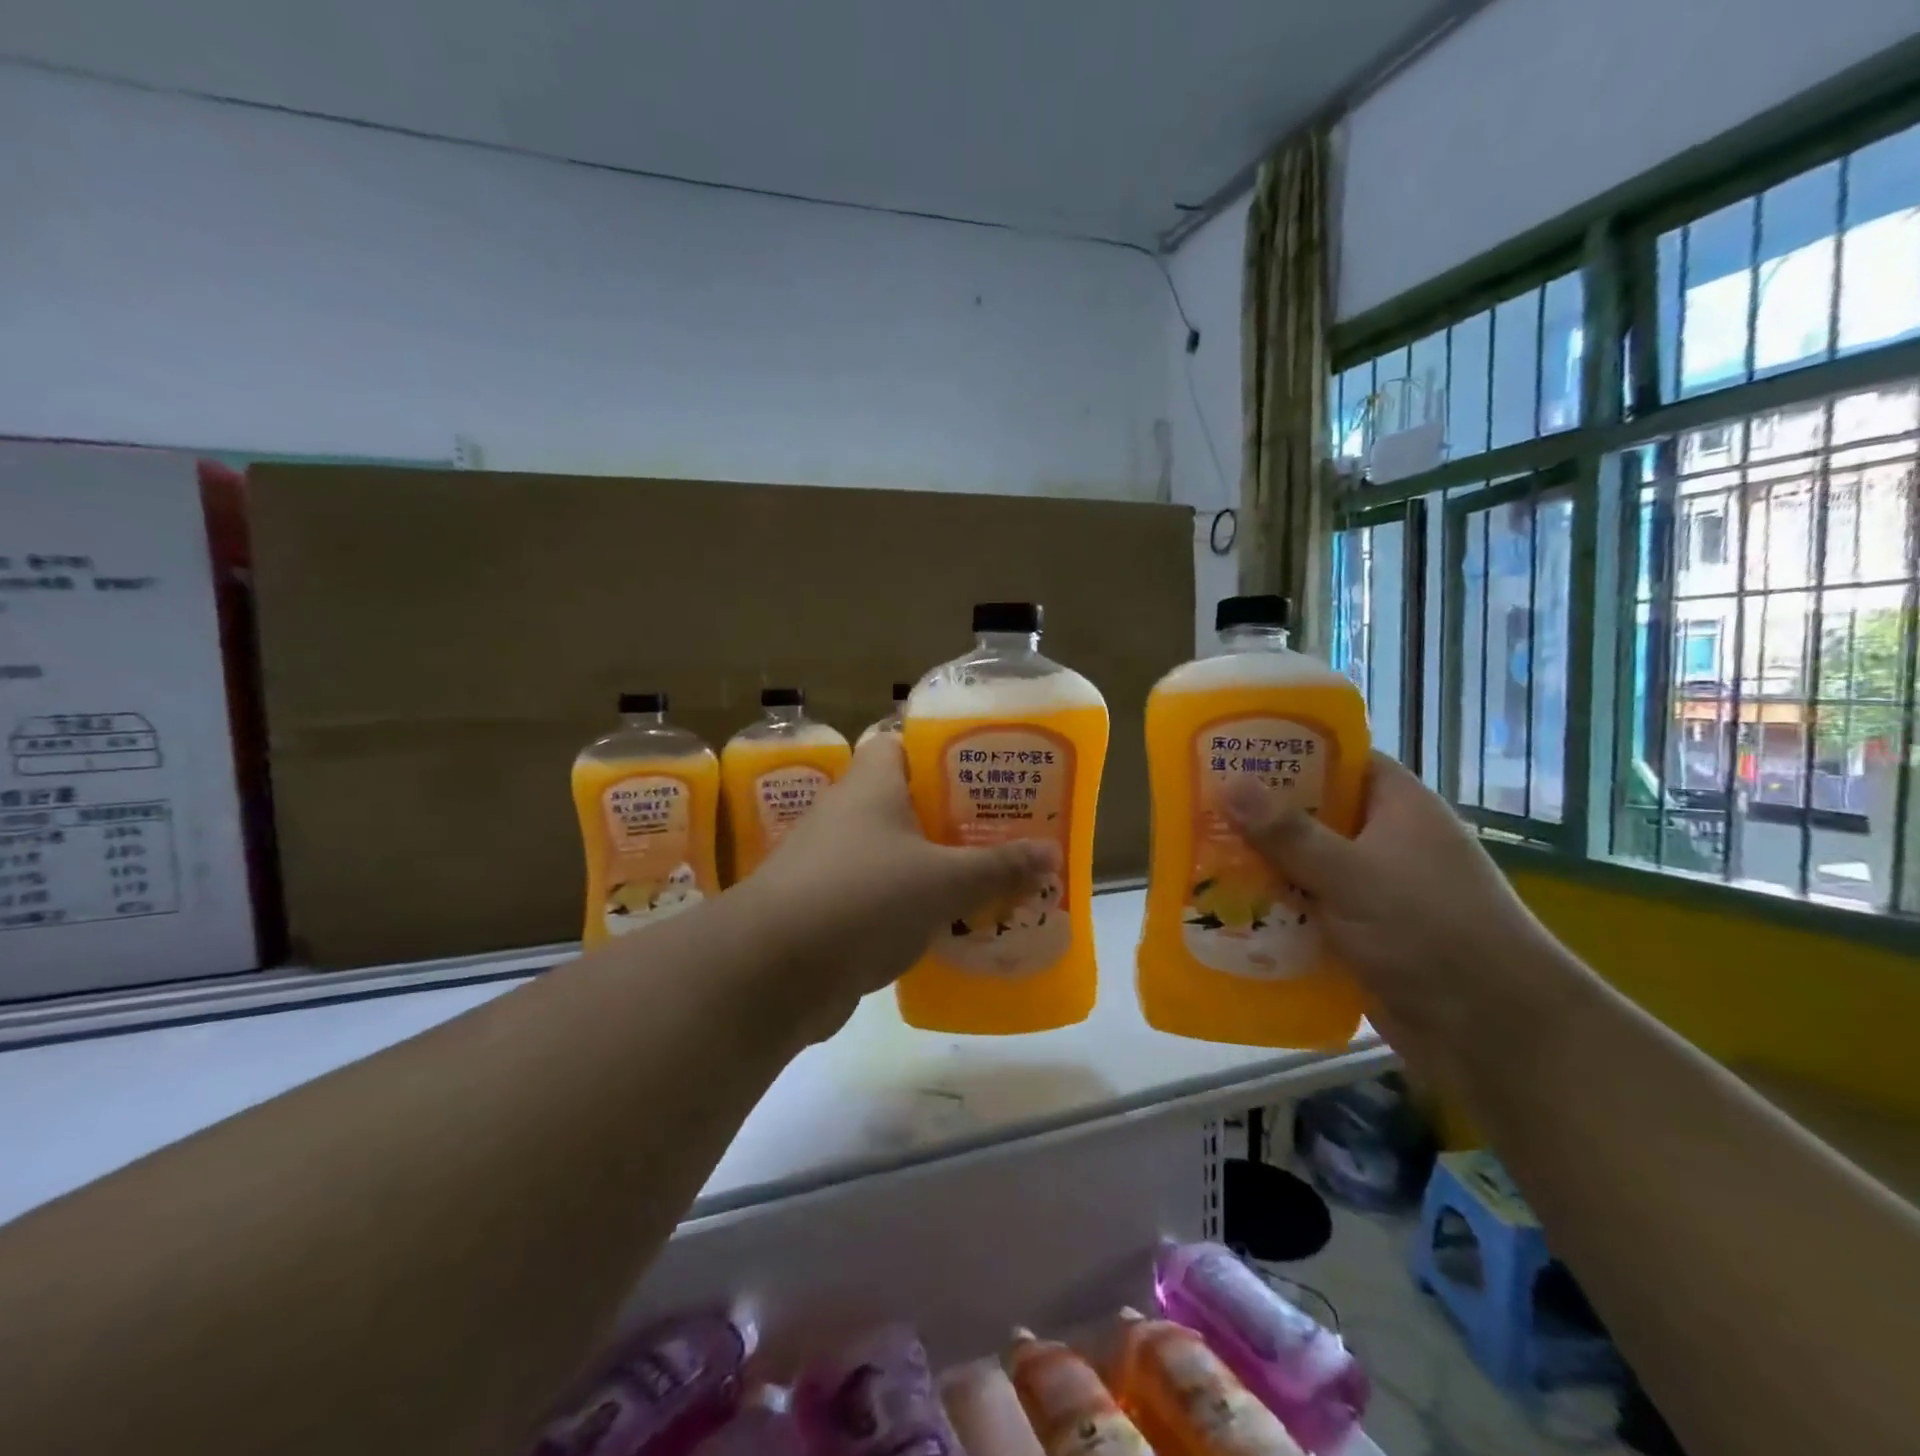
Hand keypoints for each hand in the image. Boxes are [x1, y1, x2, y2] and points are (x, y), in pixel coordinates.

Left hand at [737, 735, 1057, 1040]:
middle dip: (952, 816)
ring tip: (987, 877)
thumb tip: (1052, 853)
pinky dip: (910, 906)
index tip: (986, 767)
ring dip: (934, 865)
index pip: (902, 742)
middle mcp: (847, 814)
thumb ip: (998, 867)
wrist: (772, 971)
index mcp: (871, 785)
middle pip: (906, 800)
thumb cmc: (863, 898)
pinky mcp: (826, 908)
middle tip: (1003, 828)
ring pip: (894, 852)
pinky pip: (879, 895)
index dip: (942, 748)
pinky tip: (948, 925)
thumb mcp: (943, 881)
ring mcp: (831, 862)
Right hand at [1224, 752, 1572, 1086]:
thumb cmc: (1430, 929)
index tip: (1232, 751)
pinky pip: (1306, 909)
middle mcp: (1385, 841)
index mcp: (1397, 806)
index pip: (1339, 759)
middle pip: (1312, 814)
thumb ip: (1289, 832)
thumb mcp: (1352, 873)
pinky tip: (1224, 909)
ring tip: (1195, 854)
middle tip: (1198, 804)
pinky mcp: (1360, 934)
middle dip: (1258, 814)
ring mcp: (1373, 890)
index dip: (1288, 750)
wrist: (1494, 1032)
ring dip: (1259, 865)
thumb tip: (1229, 783)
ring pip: (1303, 865)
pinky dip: (1273, 909)